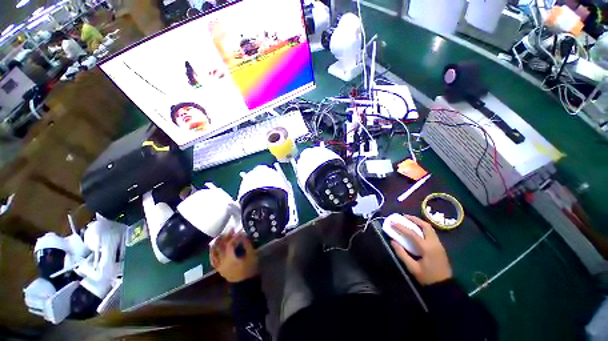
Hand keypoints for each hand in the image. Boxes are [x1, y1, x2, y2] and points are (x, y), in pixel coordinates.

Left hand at [210, 231, 257, 282]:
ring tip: (220, 236)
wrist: (245, 285)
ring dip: (217, 243)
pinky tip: (214, 247)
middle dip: (225, 237)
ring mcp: (219, 266)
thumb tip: (244, 236)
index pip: (230, 244)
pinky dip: (213, 252)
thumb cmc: (249, 270)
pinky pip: (213, 260)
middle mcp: (222, 262)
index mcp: (230, 259)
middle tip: (230, 229)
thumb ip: (247, 245)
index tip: (241, 230)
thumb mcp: (251, 256)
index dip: (235, 236)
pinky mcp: (219, 269)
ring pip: (214, 253)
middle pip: (221, 247)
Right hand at [390, 215, 451, 285]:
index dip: (401, 227)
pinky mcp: (440, 247)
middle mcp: (434, 243)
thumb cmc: (427, 278)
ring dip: (419, 222)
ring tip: (409, 220)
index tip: (392, 222)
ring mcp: (439, 245)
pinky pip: (431, 233)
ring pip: (429, 228)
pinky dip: (423, 228)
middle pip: (425, 226)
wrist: (444, 287)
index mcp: (427, 248)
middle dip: (414, 219)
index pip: (412, 233)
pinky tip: (416, 229)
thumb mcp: (412, 268)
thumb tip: (393, 241)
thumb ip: (402, 253)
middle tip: (404, 216)